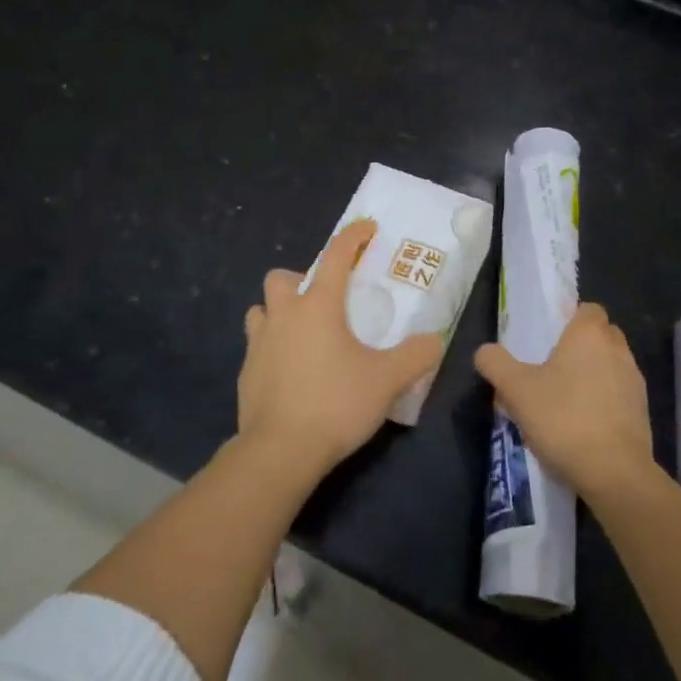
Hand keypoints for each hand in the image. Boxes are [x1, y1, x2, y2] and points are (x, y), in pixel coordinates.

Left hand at [238, 219, 443, 483]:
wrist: (279, 451)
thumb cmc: (335, 404)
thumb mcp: (387, 380)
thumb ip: (415, 356)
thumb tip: (435, 340)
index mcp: (318, 306)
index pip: (336, 256)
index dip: (353, 236)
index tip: (367, 229)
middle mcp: (284, 315)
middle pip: (282, 278)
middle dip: (301, 280)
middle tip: (324, 302)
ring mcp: (258, 343)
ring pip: (261, 310)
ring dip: (279, 312)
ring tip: (302, 334)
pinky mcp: (245, 373)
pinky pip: (256, 346)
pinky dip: (272, 348)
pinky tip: (290, 372)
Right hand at [474, 302, 652, 500]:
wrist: (614, 472)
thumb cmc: (563, 418)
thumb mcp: (516, 390)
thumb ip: (495, 363)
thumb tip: (485, 352)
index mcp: (589, 334)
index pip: (588, 309)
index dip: (571, 319)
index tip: (550, 339)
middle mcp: (618, 350)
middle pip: (602, 335)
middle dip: (582, 346)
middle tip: (554, 367)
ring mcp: (634, 382)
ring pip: (612, 365)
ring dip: (594, 374)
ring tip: (566, 400)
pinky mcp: (643, 413)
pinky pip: (620, 394)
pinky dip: (605, 401)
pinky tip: (584, 424)